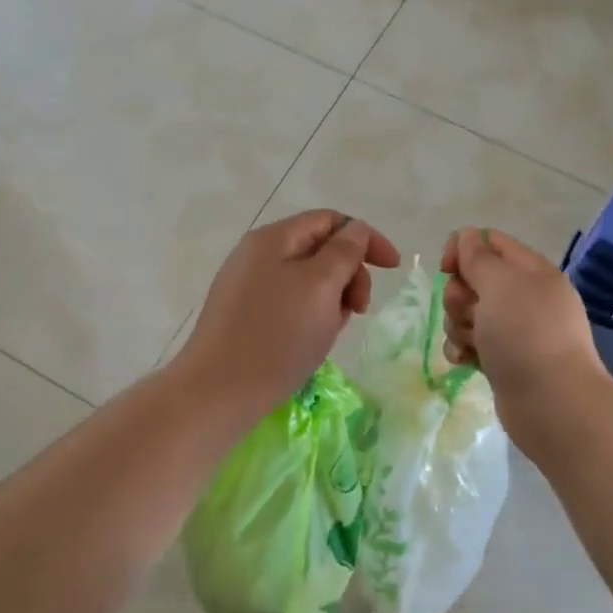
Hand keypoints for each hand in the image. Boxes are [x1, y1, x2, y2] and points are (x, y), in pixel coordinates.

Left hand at [177, 210, 400, 420]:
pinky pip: (289, 303)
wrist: (218, 391)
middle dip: (348, 274)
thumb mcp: (321, 286)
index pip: (330, 220)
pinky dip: (310, 316)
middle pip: (319, 249)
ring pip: (306, 281)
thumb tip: (355, 230)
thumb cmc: (277, 336)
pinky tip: (310, 343)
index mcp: (274, 238)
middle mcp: (256, 255)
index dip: (366, 238)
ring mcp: (246, 286)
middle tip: (358, 311)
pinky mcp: (242, 315)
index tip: (393, 268)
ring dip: (331, 300)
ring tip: (330, 332)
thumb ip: (344, 252)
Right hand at [440, 227, 611, 451]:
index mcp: (532, 271)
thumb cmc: (525, 335)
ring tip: (470, 343)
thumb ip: (478, 257)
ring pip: (470, 314)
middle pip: (474, 279)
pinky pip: (474, 343)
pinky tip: (465, 361)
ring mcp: (516, 331)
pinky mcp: (505, 360)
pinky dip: (464, 349)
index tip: (447, 269)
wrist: (552, 404)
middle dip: (459, 295)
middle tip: (467, 312)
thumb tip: (467, 237)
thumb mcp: (500, 284)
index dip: (463, 249)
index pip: (490, 242)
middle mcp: (526, 297)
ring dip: (458, 325)